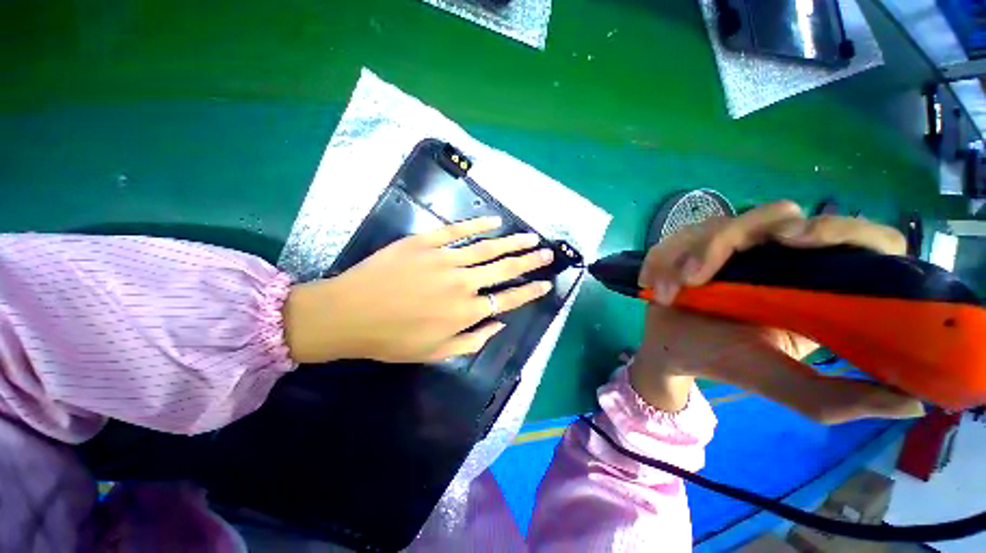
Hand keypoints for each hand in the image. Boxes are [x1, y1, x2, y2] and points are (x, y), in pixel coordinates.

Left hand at [283, 216, 553, 363]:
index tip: (546, 283)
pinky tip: (495, 222)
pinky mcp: (426, 243)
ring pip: (487, 249)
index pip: (508, 300)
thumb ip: (473, 340)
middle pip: (504, 270)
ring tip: (531, 237)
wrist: (349, 313)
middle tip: (547, 253)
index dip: (530, 291)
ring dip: (512, 242)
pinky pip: (457, 231)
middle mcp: (462, 284)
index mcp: (466, 312)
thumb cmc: (392, 339)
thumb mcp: (436, 352)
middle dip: (529, 261)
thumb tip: (499, 323)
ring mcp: (444, 260)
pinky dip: (478, 225)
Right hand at [629, 201, 925, 422]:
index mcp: (815, 286)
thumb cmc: (722, 363)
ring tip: (672, 292)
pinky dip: (664, 259)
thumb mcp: (778, 382)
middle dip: (732, 238)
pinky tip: (657, 285)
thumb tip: (912, 403)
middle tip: (699, 276)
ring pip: (719, 223)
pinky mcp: (694, 244)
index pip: (858, 239)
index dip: (841, 229)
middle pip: (777, 215)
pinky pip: (679, 237)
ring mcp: (732, 246)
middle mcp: (778, 256)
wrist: (670, 350)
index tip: (797, 242)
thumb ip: (837, 398)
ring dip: (687, 255)